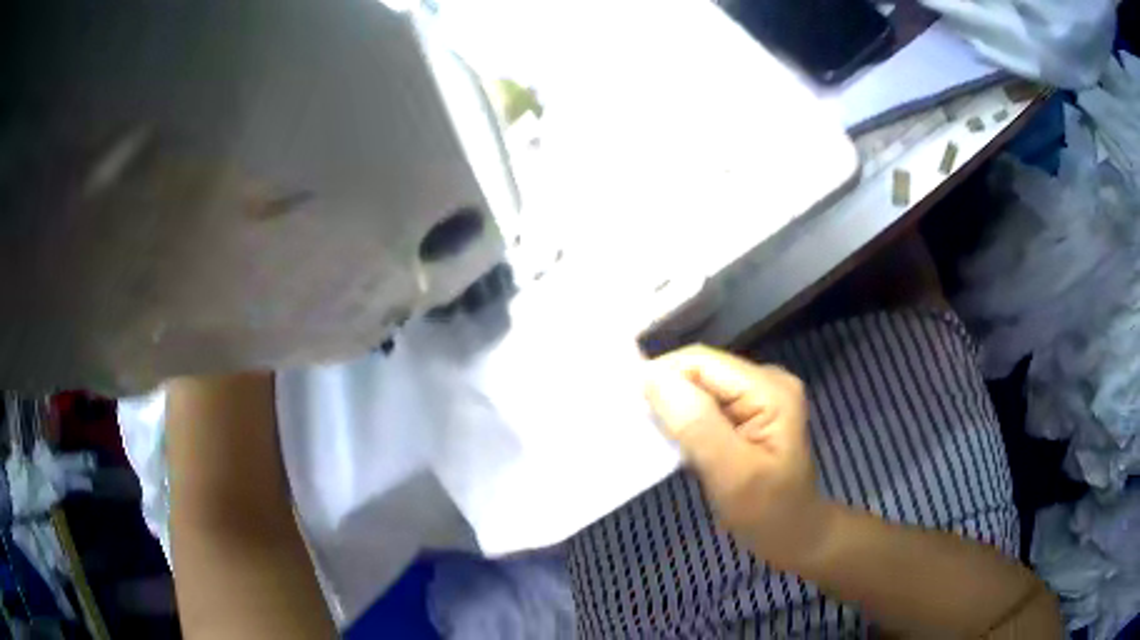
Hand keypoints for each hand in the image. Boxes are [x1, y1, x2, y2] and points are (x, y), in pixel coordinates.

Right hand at [645, 345, 833, 571]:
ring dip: (671, 408)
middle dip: (665, 393)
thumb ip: (697, 425)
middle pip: (700, 371)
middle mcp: (765, 381)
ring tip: (645, 433)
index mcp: (770, 389)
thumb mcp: (733, 475)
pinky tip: (670, 440)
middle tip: (634, 427)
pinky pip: (705, 405)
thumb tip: (651, 378)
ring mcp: (757, 396)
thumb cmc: (769, 513)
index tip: (627, 409)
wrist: (795, 536)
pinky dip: (683, 420)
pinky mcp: (747, 413)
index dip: (661, 377)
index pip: (702, 363)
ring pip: (699, 388)